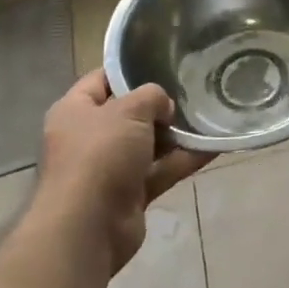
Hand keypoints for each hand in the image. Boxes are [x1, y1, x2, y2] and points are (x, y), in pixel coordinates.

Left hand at [29, 69, 208, 273]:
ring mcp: (109, 167)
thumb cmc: (100, 155)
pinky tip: (213, 146)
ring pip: (148, 144)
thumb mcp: (128, 110)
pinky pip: (161, 170)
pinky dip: (184, 160)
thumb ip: (151, 96)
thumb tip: (164, 106)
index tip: (162, 61)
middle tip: (191, 90)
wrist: (88, 227)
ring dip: (176, 134)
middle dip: (159, 106)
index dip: (129, 70)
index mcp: (75, 111)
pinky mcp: (129, 193)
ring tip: (209, 115)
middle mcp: (89, 137)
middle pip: (128, 113)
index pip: (101, 80)